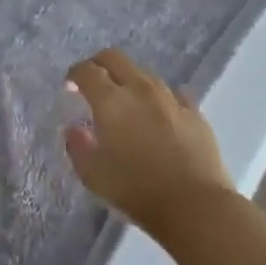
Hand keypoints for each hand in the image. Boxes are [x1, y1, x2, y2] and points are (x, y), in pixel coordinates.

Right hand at [62, 49, 233, 231]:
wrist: (196, 206)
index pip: (87, 71)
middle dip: (99, 65)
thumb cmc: (137, 190)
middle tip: (94, 84)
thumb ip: (78, 146)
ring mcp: (170, 98)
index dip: (74, 75)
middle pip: (115, 58)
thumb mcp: (93, 175)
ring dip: (129, 82)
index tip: (69, 87)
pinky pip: (172, 94)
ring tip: (127, 105)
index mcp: (111, 101)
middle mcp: (140, 89)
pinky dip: (159, 100)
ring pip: (144, 74)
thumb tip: (74, 128)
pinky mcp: (194, 112)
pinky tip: (159, 117)